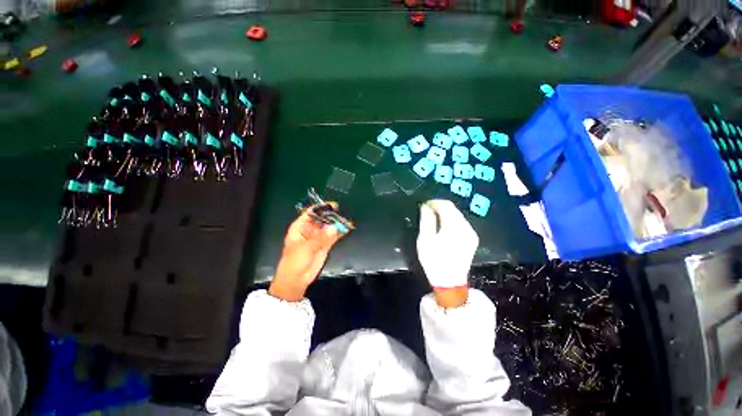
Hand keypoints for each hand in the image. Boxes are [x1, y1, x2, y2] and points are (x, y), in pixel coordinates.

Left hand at [269, 206, 347, 300]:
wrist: (296, 280)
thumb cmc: (294, 262)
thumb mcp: (306, 248)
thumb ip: (320, 238)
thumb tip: (334, 228)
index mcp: (300, 227)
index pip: (311, 213)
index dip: (321, 208)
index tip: (333, 205)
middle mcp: (310, 229)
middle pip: (322, 218)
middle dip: (332, 216)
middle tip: (342, 214)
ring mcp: (319, 237)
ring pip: (329, 227)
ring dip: (337, 224)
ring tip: (347, 221)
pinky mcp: (326, 245)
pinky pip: (334, 236)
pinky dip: (340, 232)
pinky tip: (347, 228)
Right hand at [417, 200, 478, 307]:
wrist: (450, 282)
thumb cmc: (434, 260)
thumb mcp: (425, 240)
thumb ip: (426, 220)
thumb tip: (425, 206)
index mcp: (454, 227)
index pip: (446, 206)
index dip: (434, 202)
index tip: (424, 204)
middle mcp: (466, 227)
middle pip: (453, 209)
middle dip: (440, 207)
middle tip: (427, 210)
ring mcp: (471, 233)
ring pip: (458, 215)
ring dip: (446, 213)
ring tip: (433, 218)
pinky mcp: (472, 239)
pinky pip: (461, 223)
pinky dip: (452, 220)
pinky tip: (444, 226)